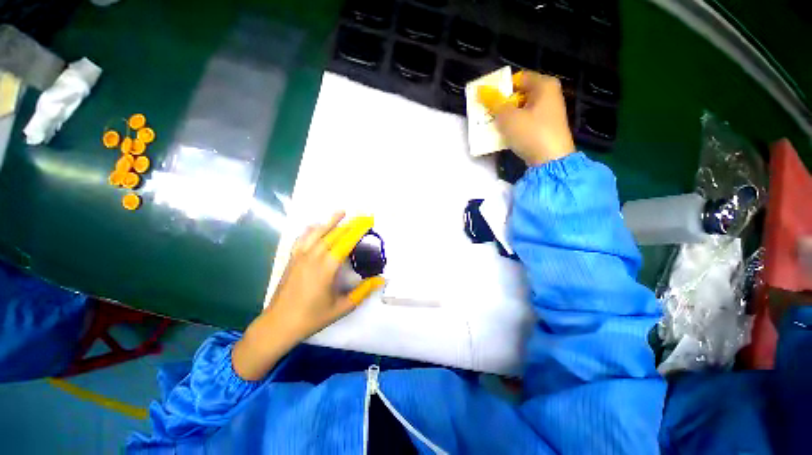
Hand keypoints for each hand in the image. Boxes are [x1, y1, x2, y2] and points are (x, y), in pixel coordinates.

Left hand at [232, 213, 384, 379]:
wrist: (278, 324)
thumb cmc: (312, 317)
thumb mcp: (342, 307)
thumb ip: (363, 291)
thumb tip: (381, 279)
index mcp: (327, 267)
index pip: (346, 242)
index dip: (359, 230)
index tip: (368, 221)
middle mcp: (314, 257)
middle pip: (334, 234)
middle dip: (350, 224)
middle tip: (362, 217)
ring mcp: (301, 256)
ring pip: (317, 232)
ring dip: (330, 221)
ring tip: (341, 212)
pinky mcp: (292, 259)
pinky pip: (302, 239)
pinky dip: (311, 230)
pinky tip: (315, 226)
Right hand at [477, 71, 574, 165]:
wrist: (550, 160)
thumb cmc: (531, 133)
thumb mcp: (508, 117)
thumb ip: (494, 103)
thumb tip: (481, 91)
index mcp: (544, 85)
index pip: (518, 78)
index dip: (502, 87)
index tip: (489, 100)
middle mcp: (549, 95)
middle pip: (520, 94)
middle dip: (503, 104)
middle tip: (488, 113)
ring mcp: (548, 113)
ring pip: (521, 110)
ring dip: (506, 117)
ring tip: (493, 125)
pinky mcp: (545, 128)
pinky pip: (526, 122)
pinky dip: (514, 126)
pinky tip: (504, 135)